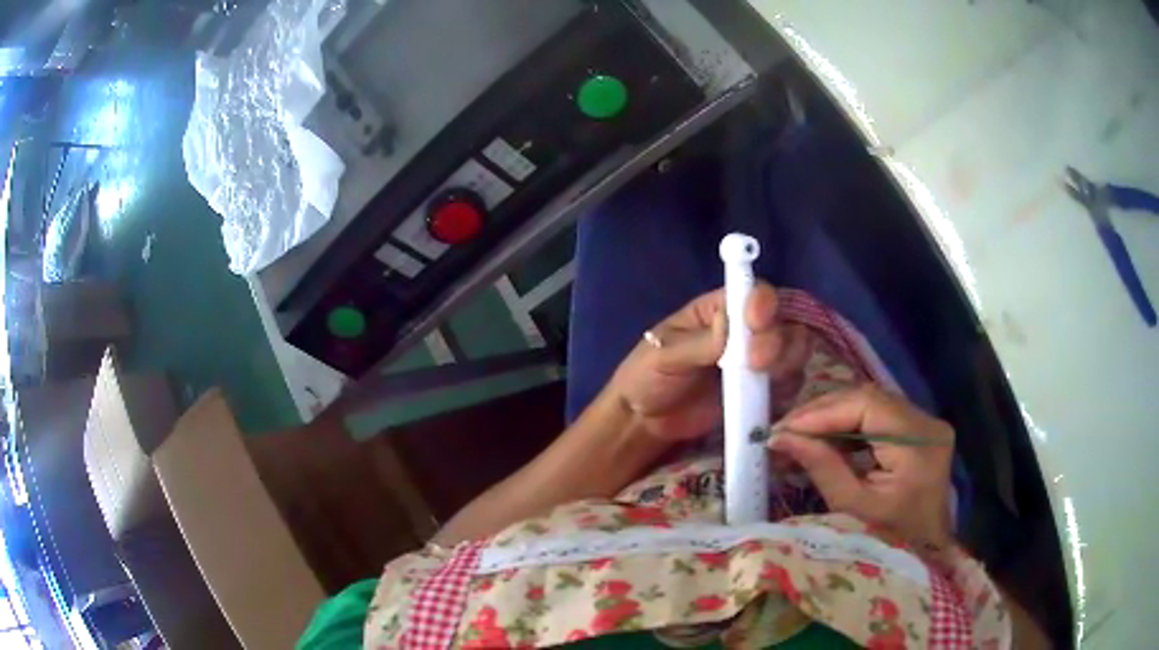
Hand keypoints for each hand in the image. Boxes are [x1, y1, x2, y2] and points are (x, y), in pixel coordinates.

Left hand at [605, 283, 809, 440]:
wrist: (647, 423)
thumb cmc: (647, 377)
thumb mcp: (663, 356)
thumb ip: (697, 343)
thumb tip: (727, 324)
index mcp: (718, 310)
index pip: (754, 293)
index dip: (762, 302)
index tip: (755, 321)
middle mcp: (745, 330)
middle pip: (783, 320)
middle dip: (776, 339)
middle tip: (755, 363)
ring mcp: (757, 361)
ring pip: (794, 349)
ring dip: (787, 362)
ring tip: (761, 381)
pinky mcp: (762, 391)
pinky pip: (791, 383)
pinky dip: (788, 388)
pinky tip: (769, 399)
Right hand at [769, 385, 955, 551]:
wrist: (926, 552)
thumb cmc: (890, 540)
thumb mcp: (853, 509)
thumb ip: (822, 468)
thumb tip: (780, 438)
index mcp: (917, 444)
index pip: (866, 405)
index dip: (822, 412)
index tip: (783, 428)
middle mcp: (926, 422)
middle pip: (868, 399)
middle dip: (822, 412)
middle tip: (784, 430)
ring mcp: (924, 422)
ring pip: (870, 403)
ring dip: (832, 416)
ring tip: (797, 433)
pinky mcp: (917, 429)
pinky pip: (876, 415)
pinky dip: (847, 424)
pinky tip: (823, 438)